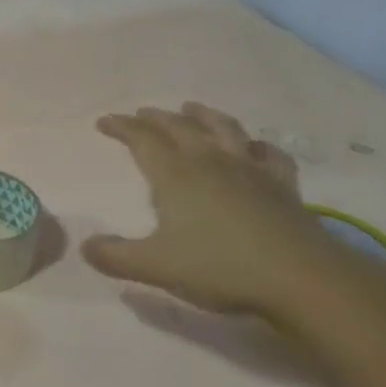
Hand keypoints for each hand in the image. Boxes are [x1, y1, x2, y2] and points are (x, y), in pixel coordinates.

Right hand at [83, 103, 385, 322]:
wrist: (301, 278)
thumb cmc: (221, 268)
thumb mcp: (157, 267)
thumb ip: (116, 256)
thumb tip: (85, 247)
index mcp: (175, 175)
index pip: (142, 139)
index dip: (121, 127)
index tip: (104, 121)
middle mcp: (210, 161)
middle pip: (179, 127)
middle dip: (156, 117)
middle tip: (141, 113)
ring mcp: (250, 169)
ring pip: (223, 129)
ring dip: (203, 115)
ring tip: (191, 108)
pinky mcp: (282, 185)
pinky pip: (269, 154)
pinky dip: (257, 145)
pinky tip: (254, 147)